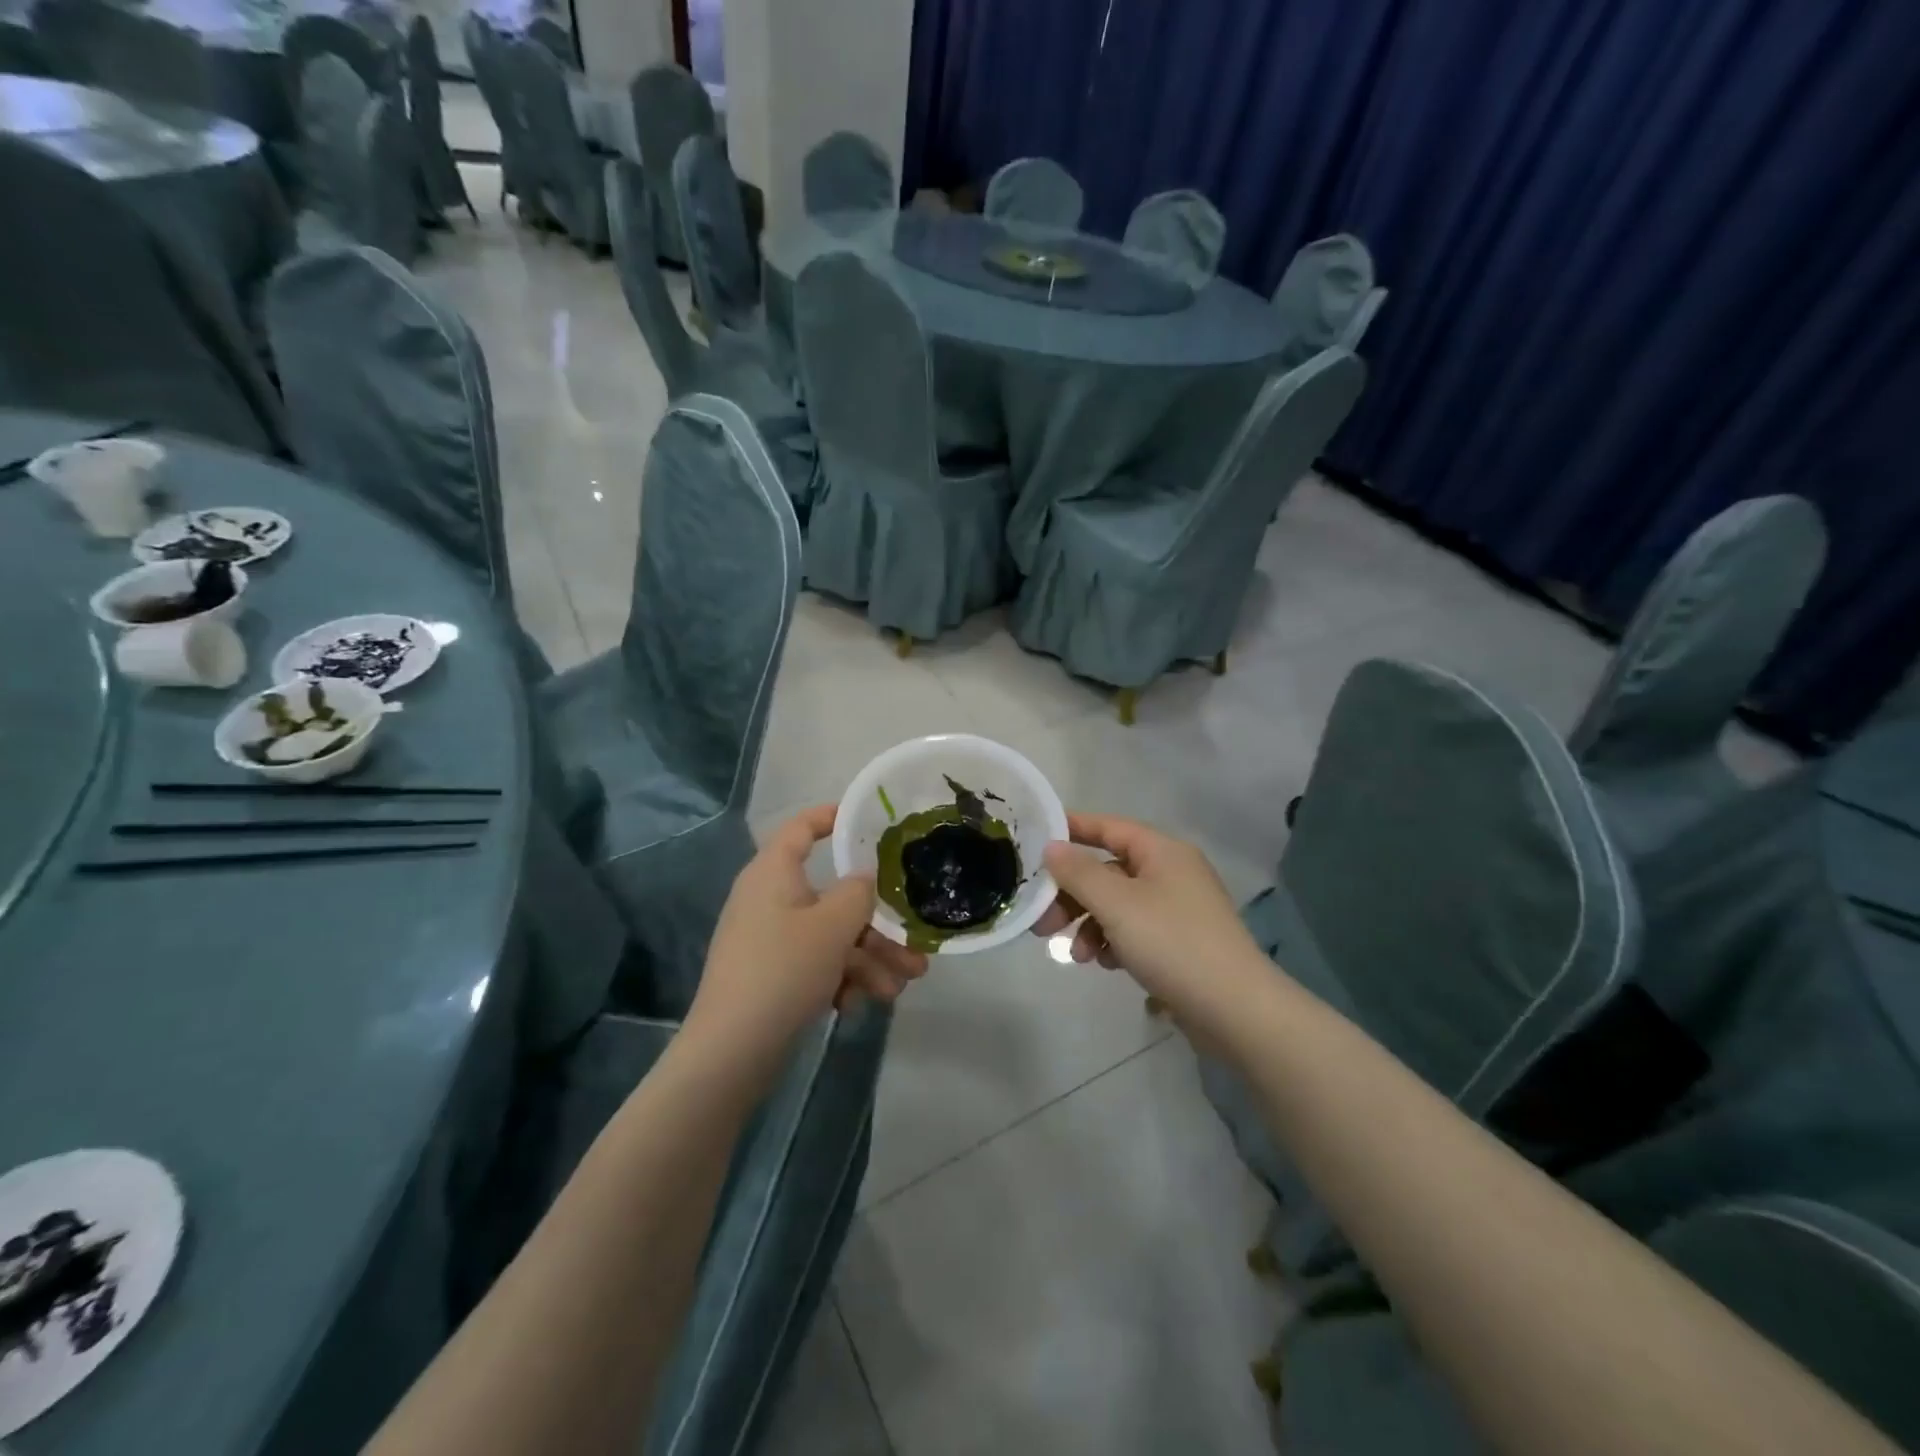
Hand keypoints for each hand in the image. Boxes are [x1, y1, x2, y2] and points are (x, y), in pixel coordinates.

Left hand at [689, 806, 928, 1059]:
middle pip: (833, 898)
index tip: (868, 821)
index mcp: (774, 874)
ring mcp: (770, 940)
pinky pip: (815, 965)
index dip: (832, 817)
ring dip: (869, 960)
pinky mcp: (772, 976)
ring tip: (899, 989)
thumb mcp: (833, 926)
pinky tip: (856, 1006)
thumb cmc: (783, 970)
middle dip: (877, 926)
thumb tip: (864, 880)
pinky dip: (840, 980)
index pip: (801, 828)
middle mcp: (770, 900)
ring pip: (831, 938)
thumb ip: (859, 892)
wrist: (731, 1052)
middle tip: (914, 949)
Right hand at [1033, 813, 1264, 1026]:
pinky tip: (1106, 964)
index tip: (1036, 838)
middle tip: (1042, 921)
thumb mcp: (1116, 904)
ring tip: (1077, 955)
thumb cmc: (1172, 943)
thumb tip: (1052, 847)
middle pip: (1109, 871)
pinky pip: (1135, 931)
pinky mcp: (1181, 943)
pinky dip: (1114, 942)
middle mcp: (1172, 873)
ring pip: (1118, 905)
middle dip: (1073, 894)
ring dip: (1090, 924)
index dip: (1073, 829)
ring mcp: (1179, 910)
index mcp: (1163, 852)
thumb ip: (1078, 873)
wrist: (1235, 1011)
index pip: (1110, 827)